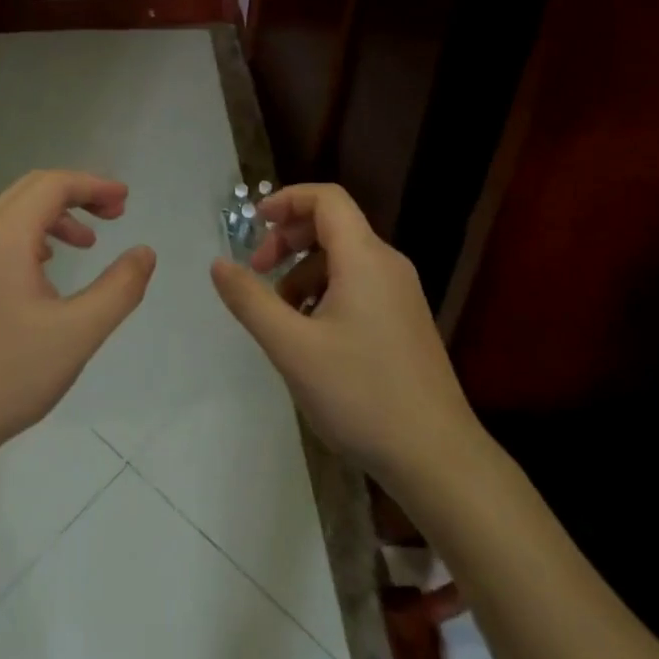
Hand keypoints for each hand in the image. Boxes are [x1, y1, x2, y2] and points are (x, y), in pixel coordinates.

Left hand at [0, 170, 155, 470]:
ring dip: (54, 217)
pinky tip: (44, 271)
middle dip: (76, 194)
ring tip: (86, 244)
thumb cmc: (6, 374)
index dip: (94, 185)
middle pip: (32, 190)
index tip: (125, 201)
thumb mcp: (76, 334)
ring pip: (13, 215)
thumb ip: (118, 289)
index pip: (54, 185)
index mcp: (5, 235)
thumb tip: (145, 252)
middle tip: (113, 213)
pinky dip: (30, 237)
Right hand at [211, 183, 477, 491]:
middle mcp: (387, 265)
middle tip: (258, 272)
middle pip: (333, 226)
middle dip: (289, 240)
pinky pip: (359, 286)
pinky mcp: (405, 323)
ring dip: (304, 271)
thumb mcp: (292, 348)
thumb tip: (219, 264)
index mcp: (364, 258)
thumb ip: (251, 300)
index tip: (255, 224)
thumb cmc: (362, 395)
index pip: (326, 199)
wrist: (439, 460)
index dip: (287, 199)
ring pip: (344, 260)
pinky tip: (311, 338)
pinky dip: (326, 293)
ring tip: (280, 315)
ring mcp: (401, 295)